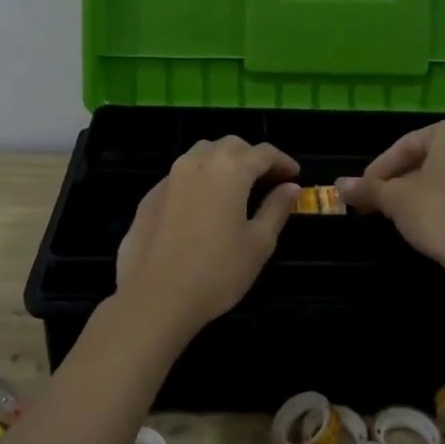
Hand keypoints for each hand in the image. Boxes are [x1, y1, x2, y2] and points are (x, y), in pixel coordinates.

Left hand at [114, 138, 301, 338]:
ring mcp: (169, 178)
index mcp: (229, 170)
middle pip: (230, 146)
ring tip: (235, 187)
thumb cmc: (217, 272)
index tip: (295, 176)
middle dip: (252, 157)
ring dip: (223, 162)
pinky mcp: (149, 197)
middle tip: (268, 180)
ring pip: (201, 154)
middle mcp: (197, 163)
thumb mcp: (258, 244)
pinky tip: (203, 206)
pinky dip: (199, 179)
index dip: (282, 161)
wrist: (154, 297)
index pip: (263, 153)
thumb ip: (276, 209)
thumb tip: (290, 187)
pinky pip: (180, 176)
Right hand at [336, 117, 444, 281]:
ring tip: (426, 220)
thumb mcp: (396, 202)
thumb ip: (368, 189)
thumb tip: (340, 185)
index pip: (408, 144)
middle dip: (414, 180)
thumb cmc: (443, 218)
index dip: (381, 169)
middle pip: (441, 159)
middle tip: (392, 205)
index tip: (365, 191)